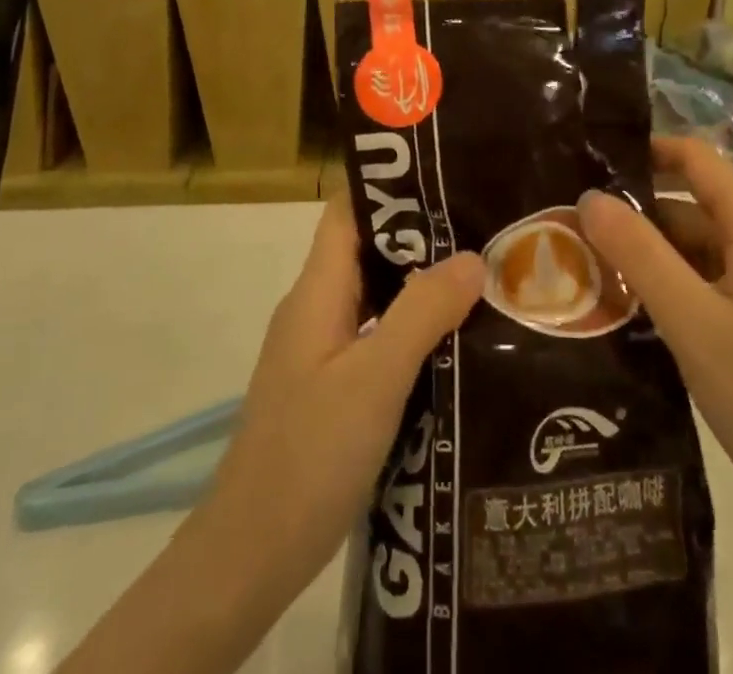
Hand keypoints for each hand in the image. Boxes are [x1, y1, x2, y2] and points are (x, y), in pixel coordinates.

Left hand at [200, 190, 484, 607]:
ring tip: (480, 274)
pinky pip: (374, 333)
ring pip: (373, 294)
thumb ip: (422, 311)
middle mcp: (315, 309)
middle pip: (366, 248)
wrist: (250, 556)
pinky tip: (451, 339)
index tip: (445, 176)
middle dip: (420, 234)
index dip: (390, 187)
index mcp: (317, 291)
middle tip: (483, 225)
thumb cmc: (310, 453)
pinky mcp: (328, 386)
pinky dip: (410, 325)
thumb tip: (473, 256)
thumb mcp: (375, 377)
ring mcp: (319, 349)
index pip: (348, 211)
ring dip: (418, 281)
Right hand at [581, 142, 732, 673]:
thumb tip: (591, 195)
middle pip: (693, 204)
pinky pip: (712, 278)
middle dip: (636, 214)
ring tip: (588, 268)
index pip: (696, 159)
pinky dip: (673, 283)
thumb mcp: (693, 323)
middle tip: (571, 230)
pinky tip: (633, 309)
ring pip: (699, 245)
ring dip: (651, 253)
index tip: (591, 165)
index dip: (645, 152)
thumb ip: (640, 254)